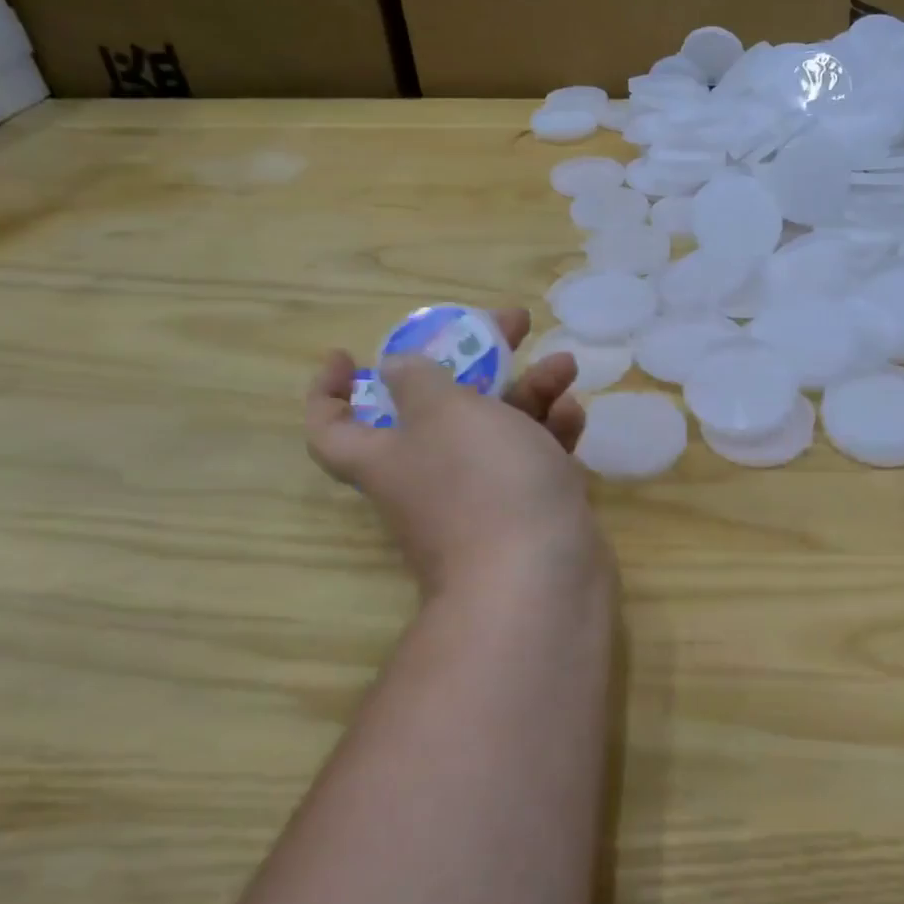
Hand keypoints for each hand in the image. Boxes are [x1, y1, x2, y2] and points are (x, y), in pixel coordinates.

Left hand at [307, 308, 610, 600]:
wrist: (540, 579)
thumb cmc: (483, 482)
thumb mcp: (444, 412)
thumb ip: (419, 379)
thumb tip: (394, 368)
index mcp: (388, 455)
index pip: (332, 427)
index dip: (328, 390)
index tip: (346, 355)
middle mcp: (428, 475)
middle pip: (440, 407)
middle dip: (475, 360)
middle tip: (512, 324)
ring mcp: (482, 495)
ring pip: (497, 429)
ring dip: (528, 391)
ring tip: (563, 365)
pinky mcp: (527, 509)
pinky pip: (532, 459)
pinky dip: (551, 432)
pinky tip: (575, 413)